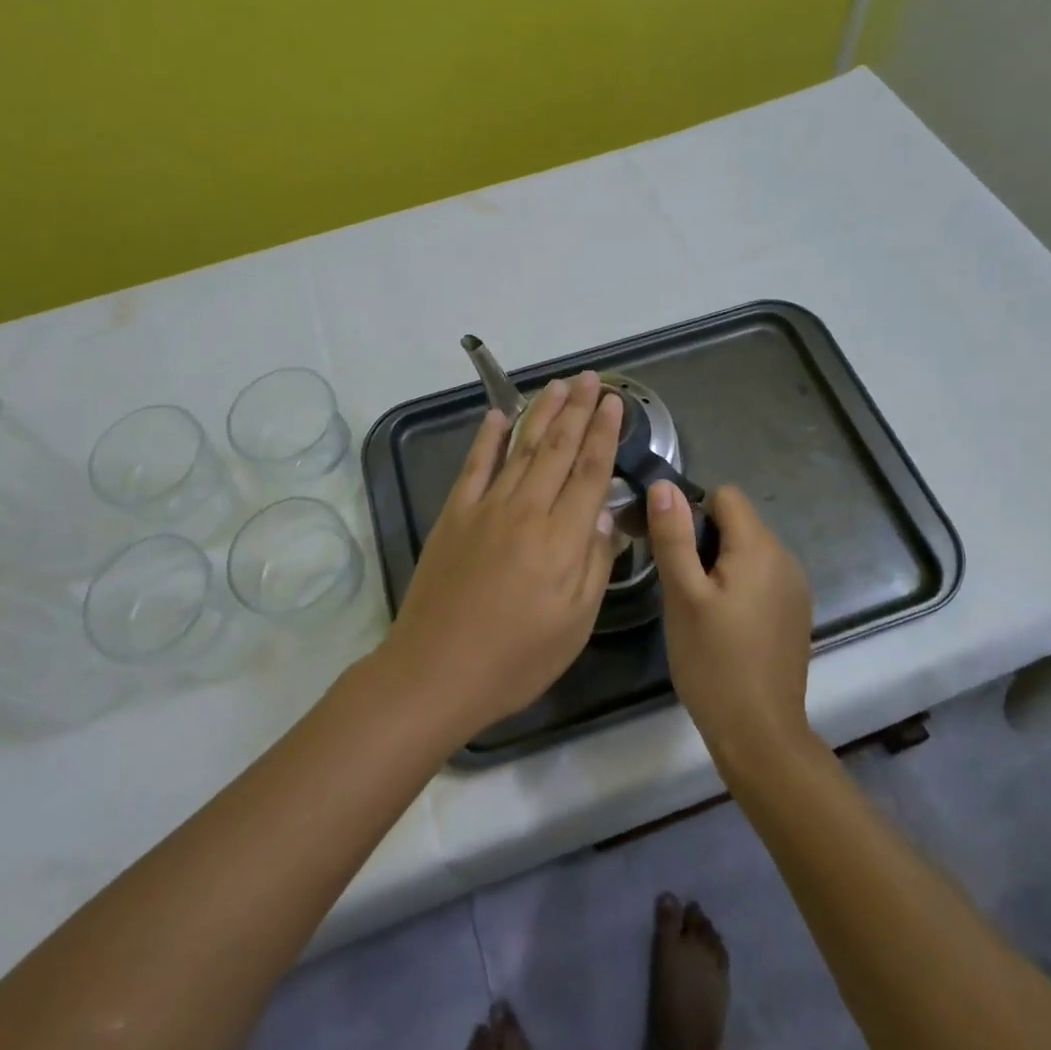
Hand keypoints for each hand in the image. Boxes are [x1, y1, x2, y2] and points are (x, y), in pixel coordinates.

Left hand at [378, 371, 622, 741]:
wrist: (436, 671)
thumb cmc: (515, 658)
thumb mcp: (575, 624)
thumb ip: (594, 564)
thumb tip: (606, 516)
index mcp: (561, 538)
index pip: (591, 472)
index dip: (604, 434)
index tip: (614, 403)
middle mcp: (527, 510)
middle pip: (559, 449)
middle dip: (579, 410)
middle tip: (592, 378)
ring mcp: (486, 507)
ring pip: (521, 447)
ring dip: (542, 412)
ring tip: (559, 384)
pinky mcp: (454, 514)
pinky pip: (474, 465)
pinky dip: (487, 438)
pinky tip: (497, 415)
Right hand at [648, 481, 815, 767]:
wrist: (760, 734)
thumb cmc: (713, 661)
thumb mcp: (682, 595)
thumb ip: (674, 536)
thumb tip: (665, 484)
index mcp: (759, 547)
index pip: (725, 495)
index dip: (692, 513)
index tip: (674, 551)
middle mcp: (785, 558)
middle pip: (737, 522)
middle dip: (704, 541)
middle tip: (681, 586)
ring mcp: (795, 587)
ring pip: (748, 550)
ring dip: (720, 564)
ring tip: (700, 608)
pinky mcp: (795, 612)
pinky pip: (761, 576)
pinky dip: (739, 586)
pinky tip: (725, 625)